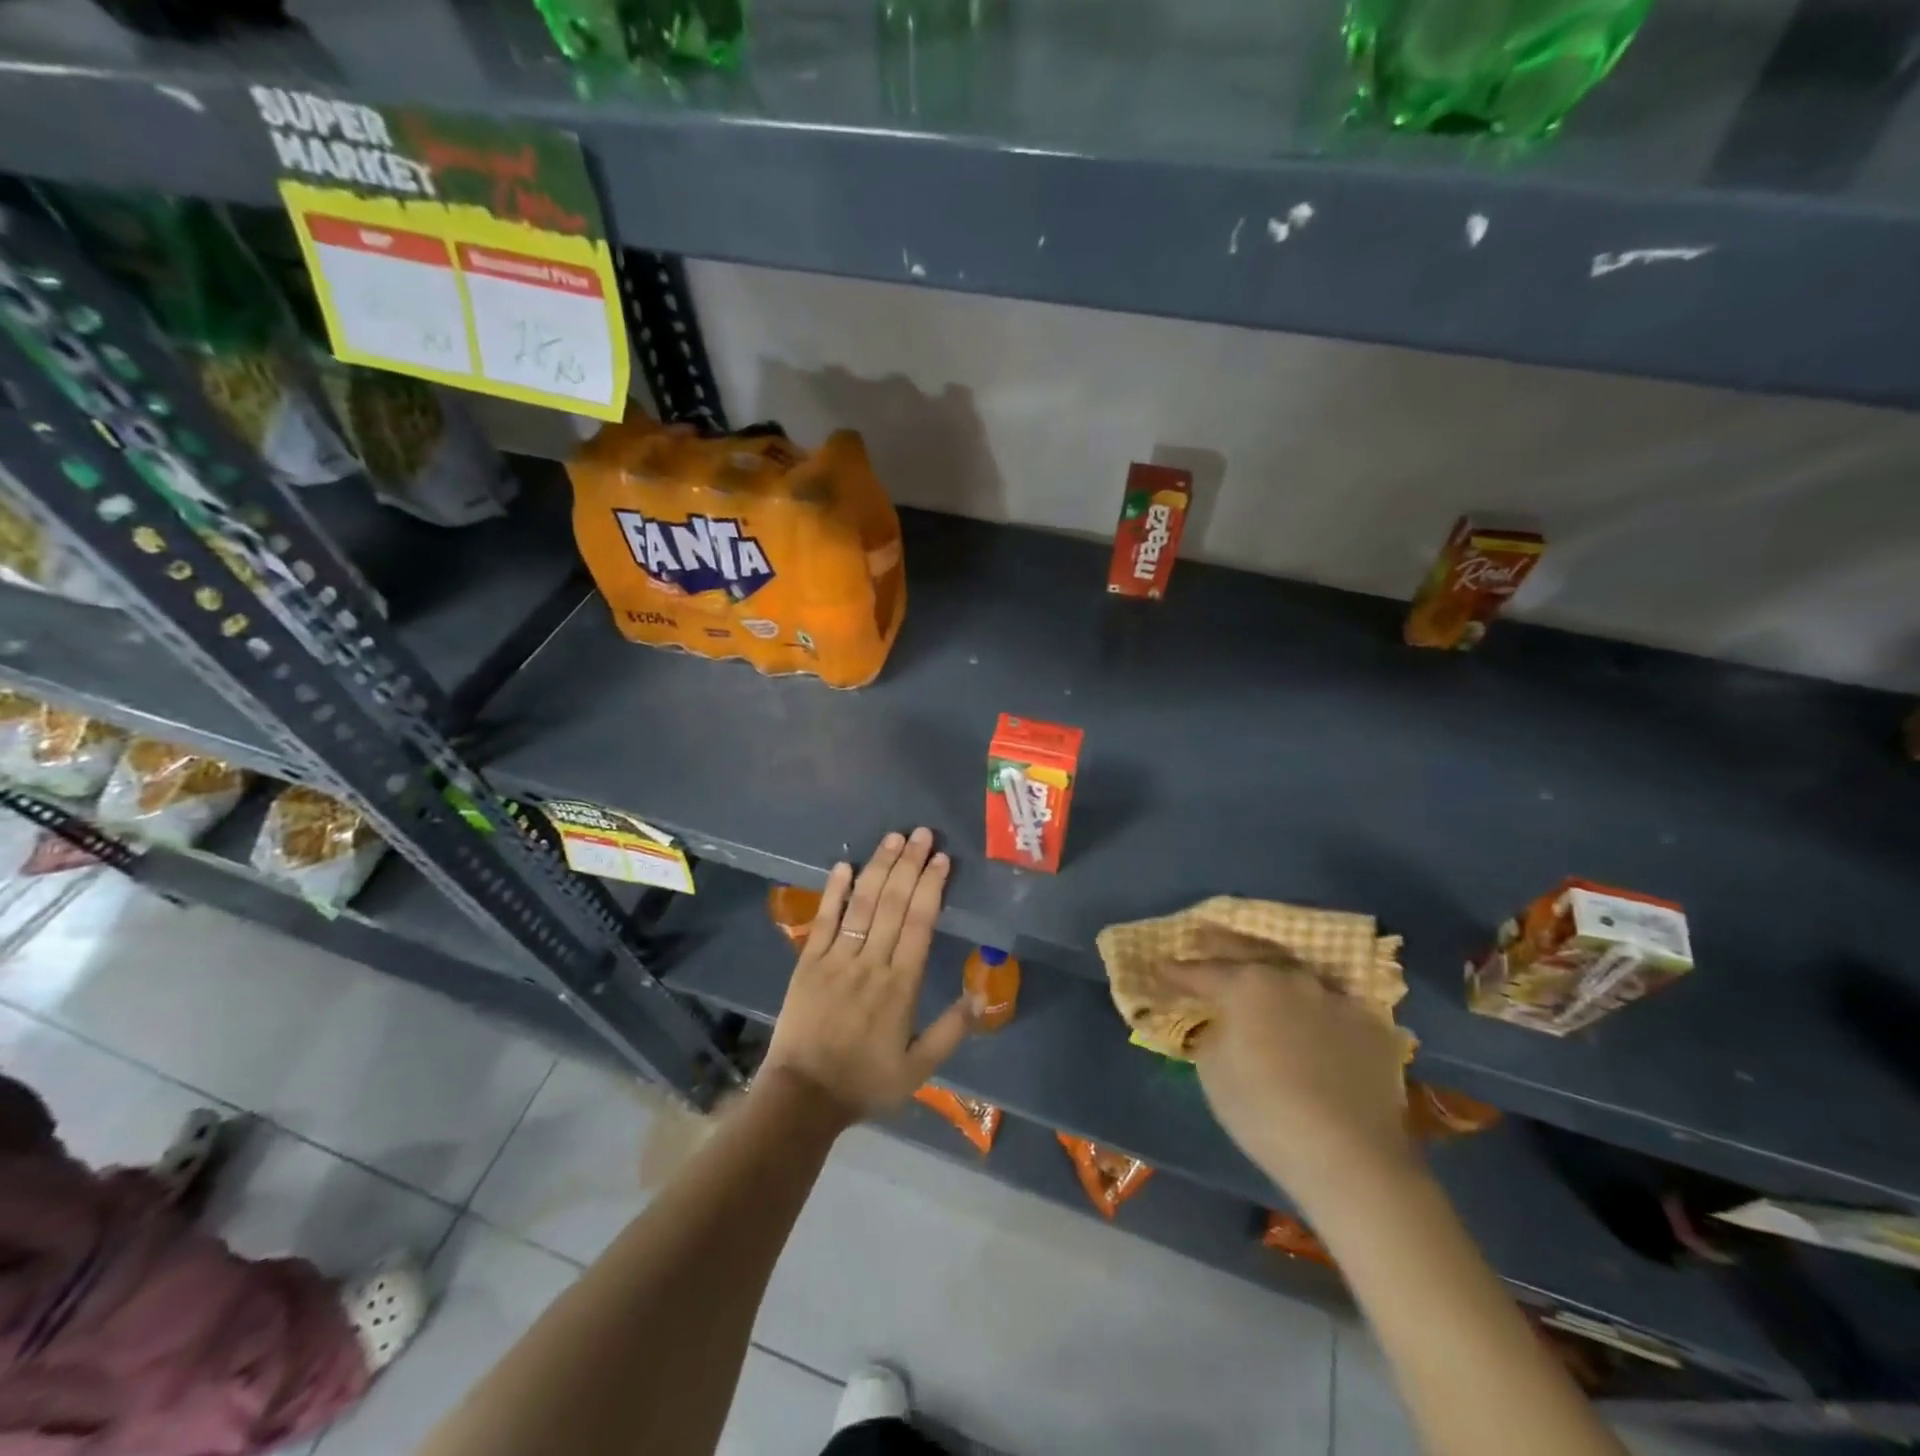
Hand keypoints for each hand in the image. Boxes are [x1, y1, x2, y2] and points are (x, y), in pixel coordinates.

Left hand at [760, 829, 975, 1126]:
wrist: (803, 1097)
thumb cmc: (865, 1082)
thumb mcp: (918, 1070)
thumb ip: (950, 1032)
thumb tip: (979, 996)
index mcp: (900, 986)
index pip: (920, 924)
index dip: (932, 887)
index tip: (942, 859)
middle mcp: (871, 963)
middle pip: (894, 904)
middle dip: (910, 865)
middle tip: (922, 833)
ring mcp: (836, 959)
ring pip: (862, 904)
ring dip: (878, 868)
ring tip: (893, 838)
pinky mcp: (807, 962)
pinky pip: (823, 920)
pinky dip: (833, 892)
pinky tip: (843, 865)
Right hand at [1162, 961, 1415, 1205]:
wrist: (1350, 1157)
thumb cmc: (1264, 1111)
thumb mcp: (1213, 1071)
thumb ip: (1213, 1033)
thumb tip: (1223, 1023)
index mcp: (1246, 984)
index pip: (1201, 971)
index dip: (1177, 971)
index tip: (1159, 969)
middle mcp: (1291, 978)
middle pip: (1249, 951)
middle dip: (1220, 944)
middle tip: (1200, 935)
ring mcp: (1335, 998)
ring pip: (1294, 971)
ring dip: (1270, 969)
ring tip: (1255, 968)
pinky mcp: (1371, 1026)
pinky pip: (1331, 1003)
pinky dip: (1311, 1003)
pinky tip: (1307, 1012)